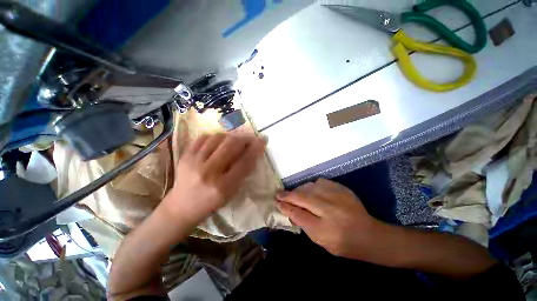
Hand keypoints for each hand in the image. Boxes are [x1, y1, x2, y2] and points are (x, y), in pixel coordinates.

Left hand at [164, 133, 265, 226]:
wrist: (182, 207)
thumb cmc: (211, 203)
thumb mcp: (232, 192)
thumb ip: (243, 172)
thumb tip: (252, 152)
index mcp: (223, 186)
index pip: (244, 161)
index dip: (256, 148)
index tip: (263, 139)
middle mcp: (208, 172)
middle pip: (231, 145)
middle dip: (244, 138)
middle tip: (250, 137)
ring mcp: (194, 162)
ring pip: (218, 138)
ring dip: (231, 136)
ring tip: (235, 140)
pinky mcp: (185, 156)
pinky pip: (203, 138)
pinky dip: (215, 136)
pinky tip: (220, 141)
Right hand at [276, 179, 381, 258]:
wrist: (369, 235)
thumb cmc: (343, 243)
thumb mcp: (320, 240)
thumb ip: (303, 223)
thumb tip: (288, 208)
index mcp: (325, 228)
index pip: (298, 212)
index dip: (285, 205)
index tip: (276, 201)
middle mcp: (330, 209)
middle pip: (302, 196)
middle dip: (288, 195)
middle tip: (280, 195)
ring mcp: (337, 195)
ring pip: (309, 187)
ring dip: (299, 189)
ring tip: (295, 194)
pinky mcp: (341, 188)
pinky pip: (320, 182)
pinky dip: (311, 186)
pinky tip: (311, 191)